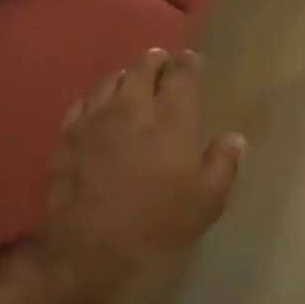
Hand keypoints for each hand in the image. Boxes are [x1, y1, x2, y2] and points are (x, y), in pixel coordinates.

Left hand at [39, 48, 247, 303]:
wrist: (89, 246)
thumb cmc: (157, 224)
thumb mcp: (206, 202)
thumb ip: (223, 164)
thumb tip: (236, 138)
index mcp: (170, 120)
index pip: (181, 77)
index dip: (187, 64)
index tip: (190, 58)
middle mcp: (132, 108)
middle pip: (142, 70)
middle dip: (154, 61)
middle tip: (160, 58)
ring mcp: (95, 119)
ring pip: (110, 81)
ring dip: (124, 74)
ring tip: (131, 74)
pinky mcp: (68, 135)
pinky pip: (82, 103)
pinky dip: (95, 96)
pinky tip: (96, 102)